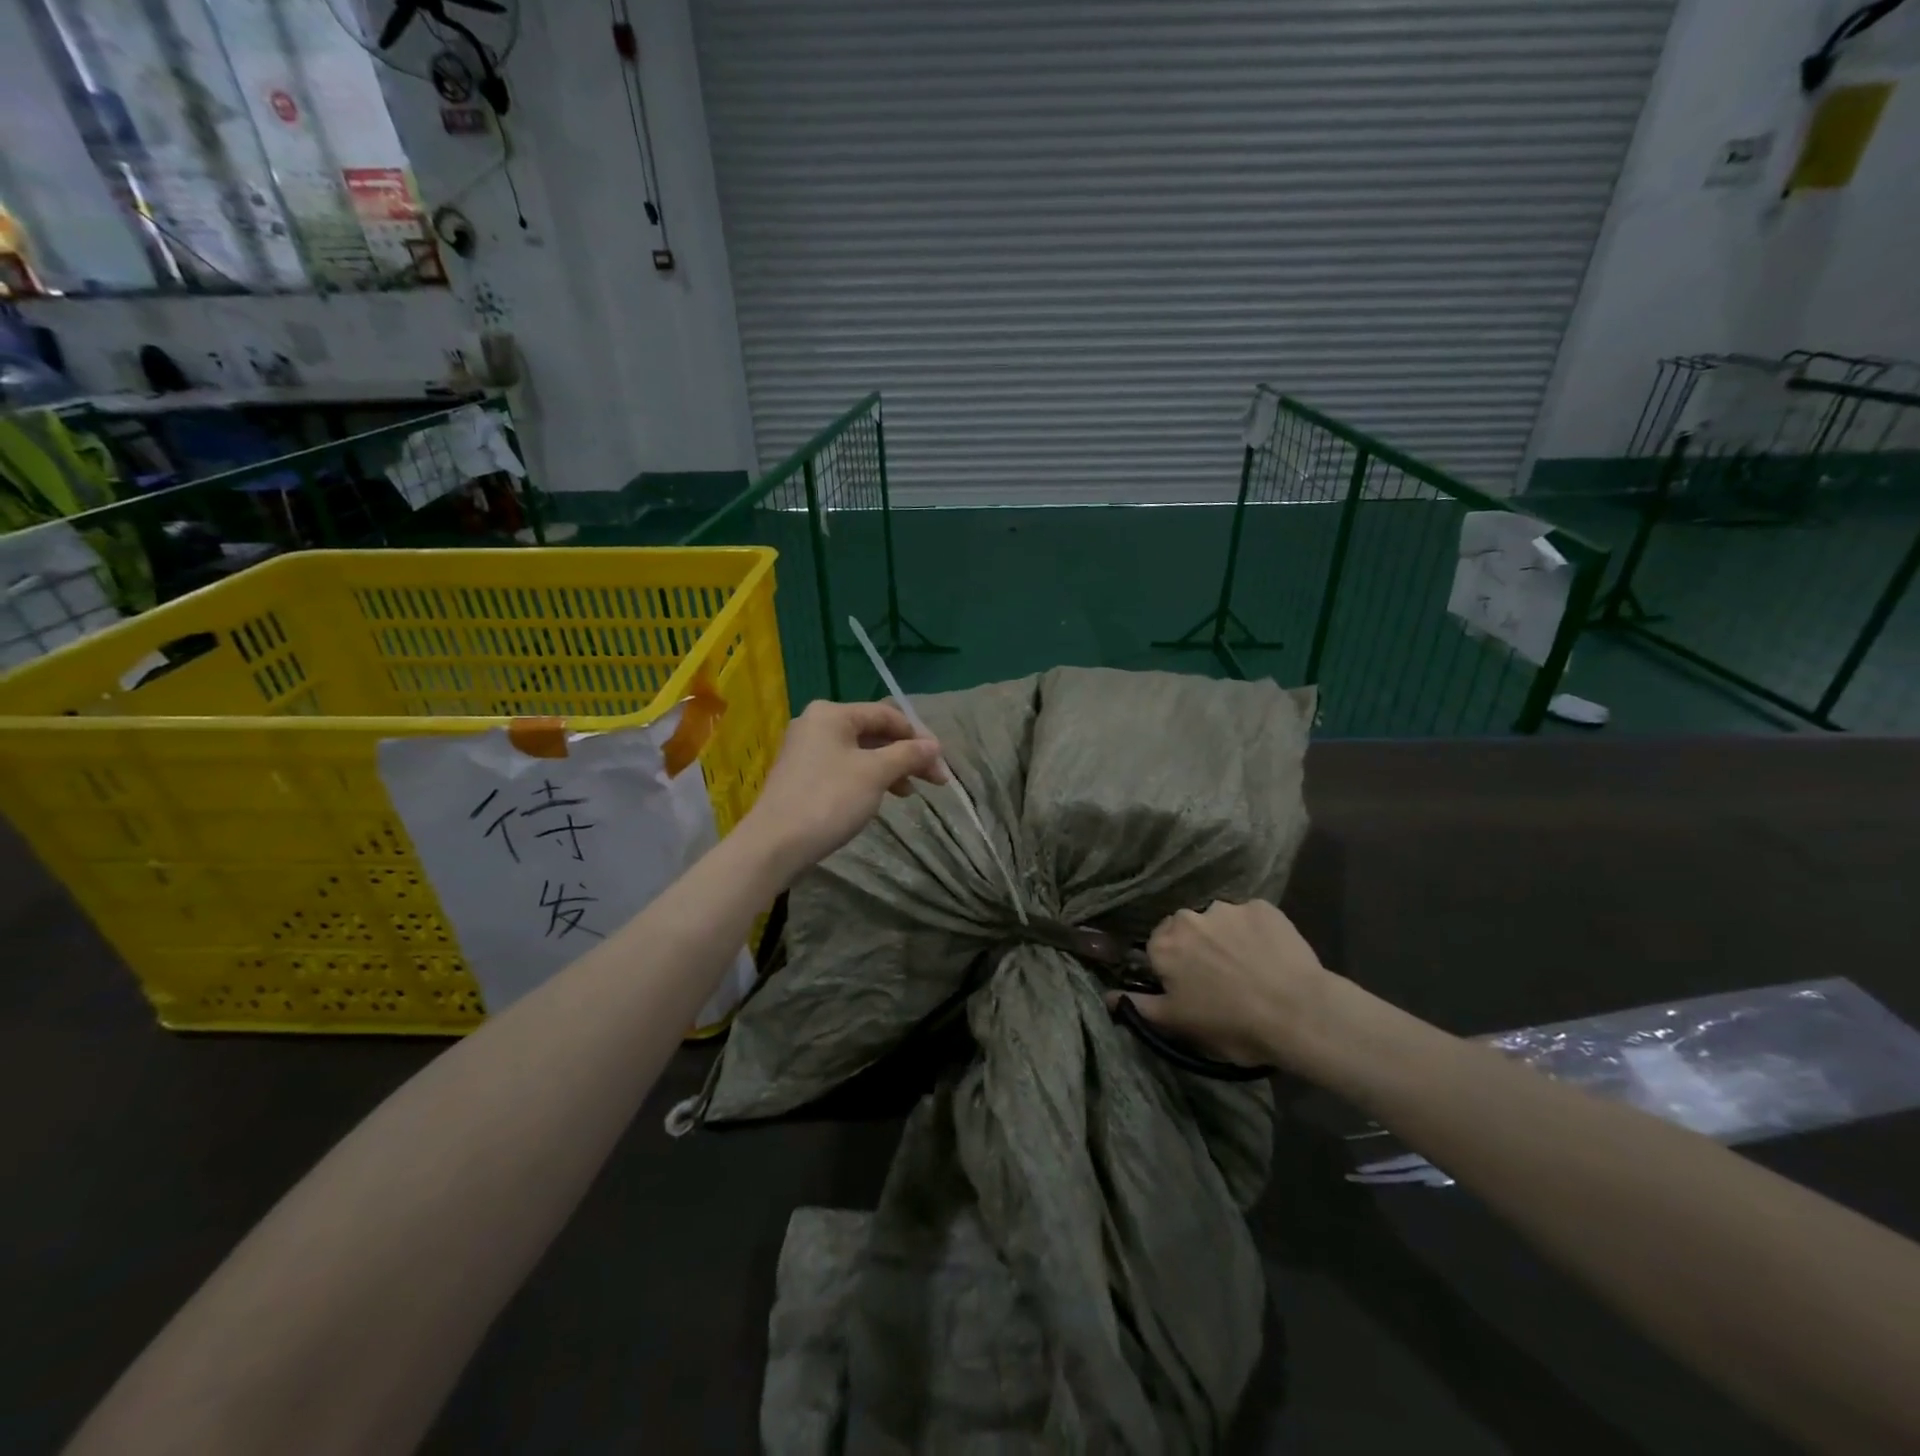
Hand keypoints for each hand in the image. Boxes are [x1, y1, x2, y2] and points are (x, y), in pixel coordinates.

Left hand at [743, 700, 946, 880]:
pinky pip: (845, 768)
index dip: (918, 737)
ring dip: (890, 768)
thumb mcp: (875, 774)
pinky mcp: (802, 776)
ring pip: (860, 752)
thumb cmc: (829, 800)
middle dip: (906, 755)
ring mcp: (806, 751)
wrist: (775, 845)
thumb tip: (935, 746)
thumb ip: (908, 755)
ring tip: (909, 793)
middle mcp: (816, 724)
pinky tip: (880, 797)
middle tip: (934, 780)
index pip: (887, 715)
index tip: (941, 764)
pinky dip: (868, 778)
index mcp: (832, 714)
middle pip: (874, 732)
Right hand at [1122, 900, 1335, 1068]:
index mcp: (1164, 945)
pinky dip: (1256, 934)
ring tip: (1250, 968)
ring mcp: (1227, 908)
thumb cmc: (1231, 1024)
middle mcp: (1188, 917)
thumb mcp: (1179, 1024)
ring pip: (1218, 922)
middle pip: (1186, 930)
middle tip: (1220, 979)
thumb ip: (1139, 1007)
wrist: (1298, 1013)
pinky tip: (1271, 956)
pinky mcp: (1262, 906)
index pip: (1157, 949)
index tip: (1191, 989)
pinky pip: (1251, 918)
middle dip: (1197, 948)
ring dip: (1226, 939)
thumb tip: (1107, 996)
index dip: (1174, 969)